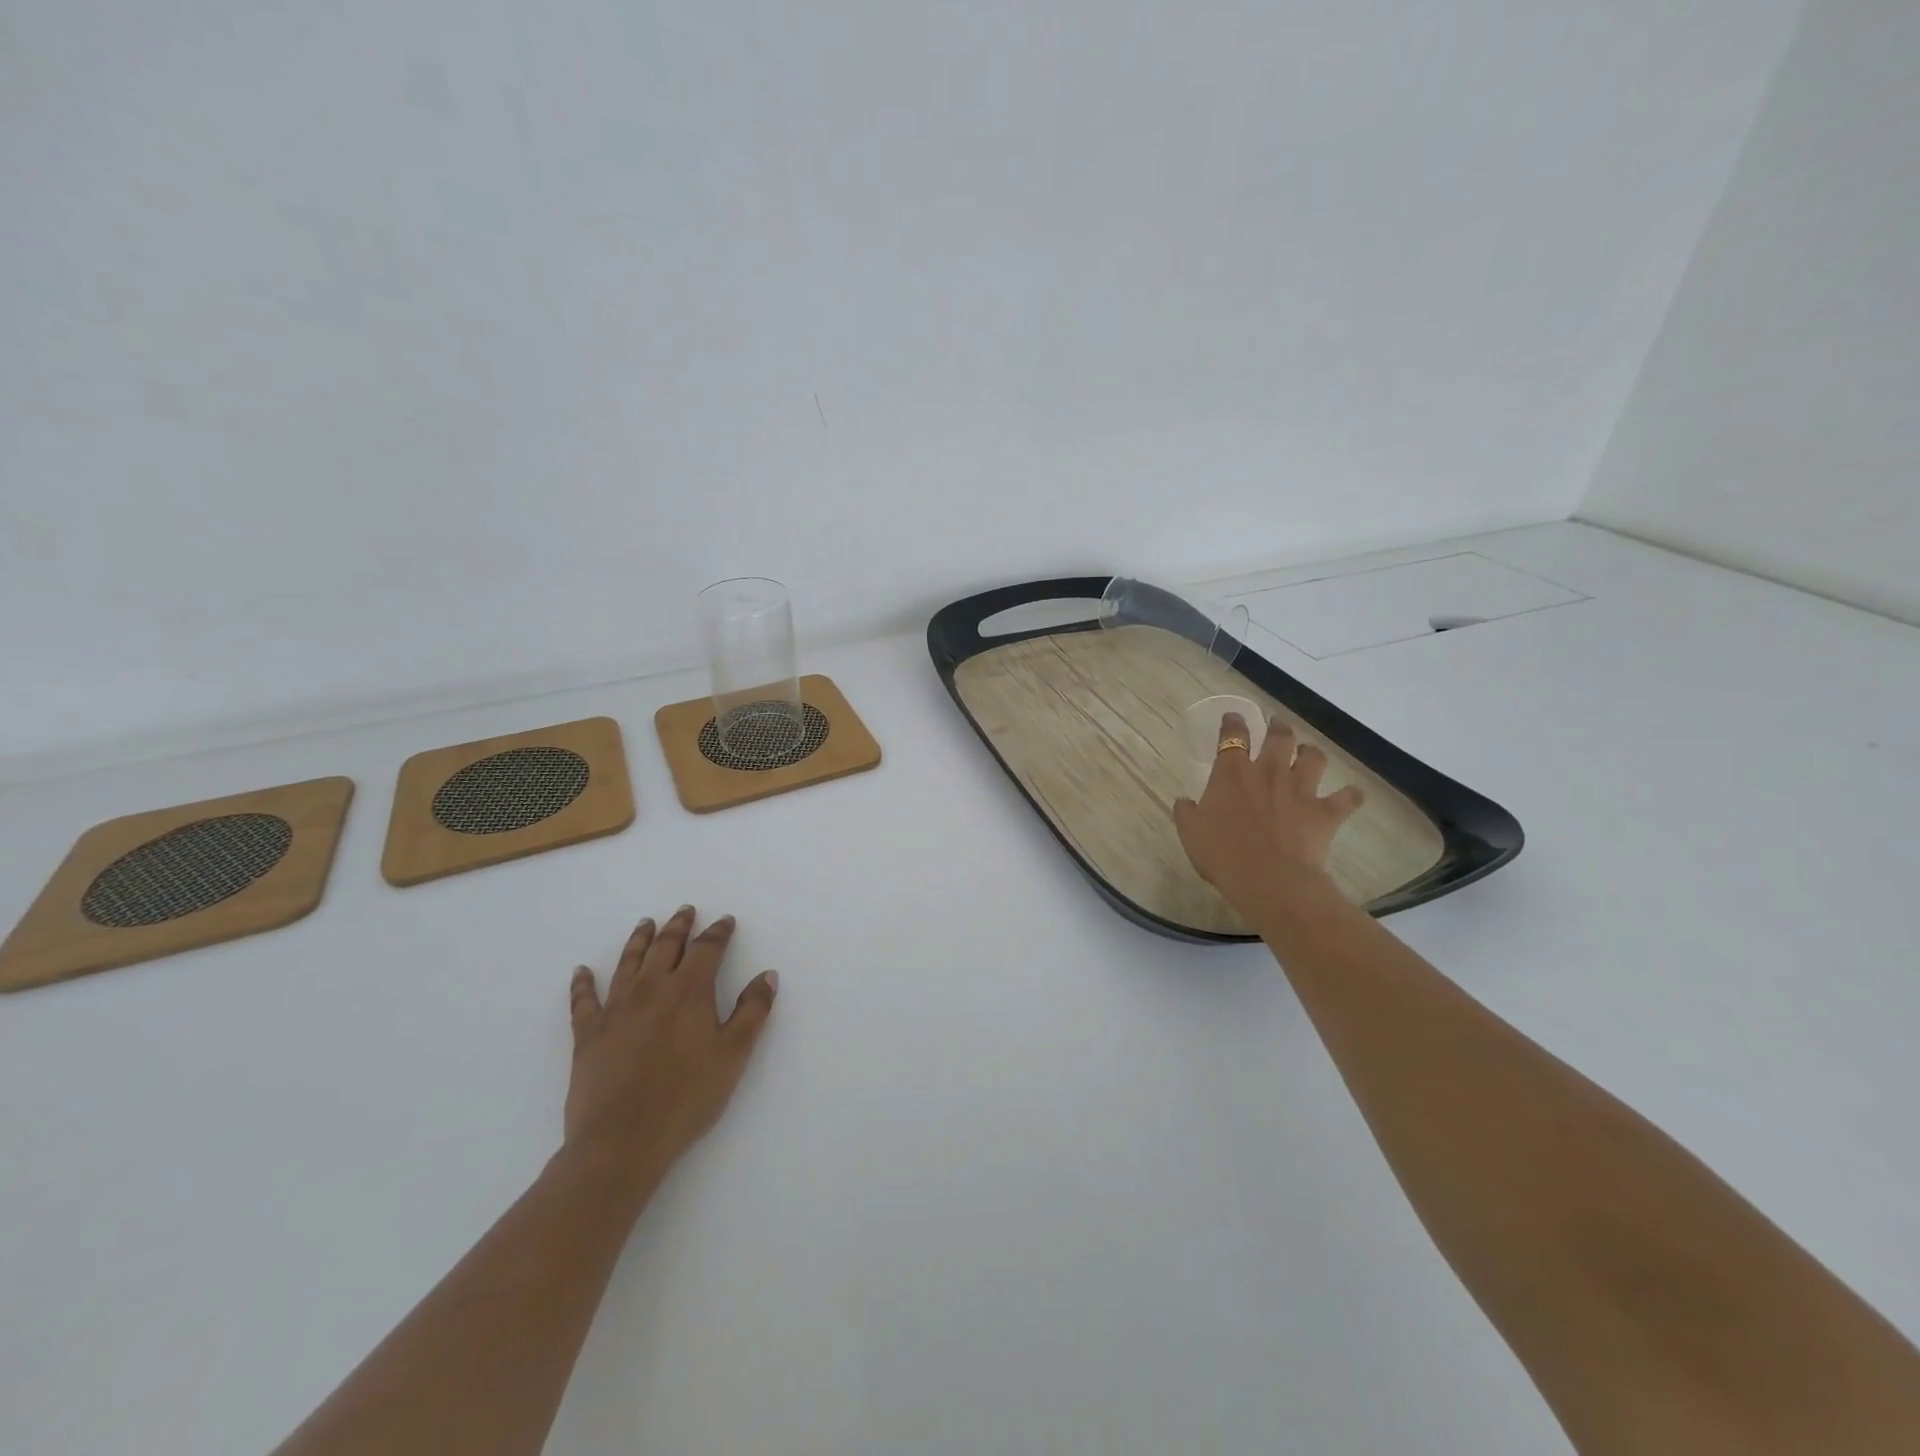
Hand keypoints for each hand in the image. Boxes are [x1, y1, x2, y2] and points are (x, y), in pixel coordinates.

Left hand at [563, 906, 778, 1184]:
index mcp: (689, 990)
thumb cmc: (687, 1097)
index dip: (718, 932)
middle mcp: (651, 988)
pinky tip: (582, 971)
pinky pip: (584, 1000)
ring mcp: (615, 1009)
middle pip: (666, 946)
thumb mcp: (734, 1055)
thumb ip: (753, 1011)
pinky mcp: (588, 1034)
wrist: (622, 1141)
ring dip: (639, 940)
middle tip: (685, 911)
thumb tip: (767, 975)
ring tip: (646, 923)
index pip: (707, 949)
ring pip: (628, 962)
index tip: (725, 921)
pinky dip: (583, 983)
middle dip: (679, 926)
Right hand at [1174, 713, 1364, 920]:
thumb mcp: (1190, 833)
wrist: (1269, 880)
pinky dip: (1350, 795)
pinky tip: (1350, 795)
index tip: (1234, 717)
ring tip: (1308, 753)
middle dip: (1278, 727)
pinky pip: (1347, 798)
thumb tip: (1184, 801)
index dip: (1233, 723)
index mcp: (1232, 774)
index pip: (1233, 737)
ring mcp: (1301, 790)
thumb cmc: (1223, 854)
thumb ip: (1187, 812)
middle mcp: (1269, 772)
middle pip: (1279, 737)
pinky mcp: (1325, 812)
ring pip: (1313, 758)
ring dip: (1311, 753)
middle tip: (1277, 724)